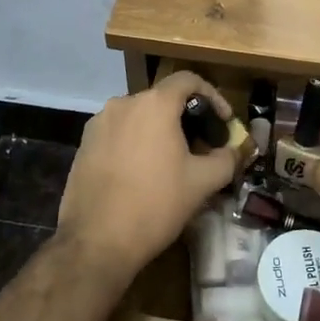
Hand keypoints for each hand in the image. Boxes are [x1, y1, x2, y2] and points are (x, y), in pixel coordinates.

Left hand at [57, 70, 241, 279]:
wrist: (96, 241)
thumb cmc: (156, 204)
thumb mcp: (202, 183)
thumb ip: (226, 159)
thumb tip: (235, 150)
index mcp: (154, 104)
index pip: (188, 79)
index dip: (212, 96)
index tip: (223, 122)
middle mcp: (123, 103)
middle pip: (162, 99)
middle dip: (185, 118)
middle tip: (201, 147)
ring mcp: (98, 123)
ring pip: (138, 116)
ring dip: (159, 131)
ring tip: (172, 162)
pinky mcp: (83, 144)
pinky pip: (118, 133)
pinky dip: (135, 143)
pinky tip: (142, 172)